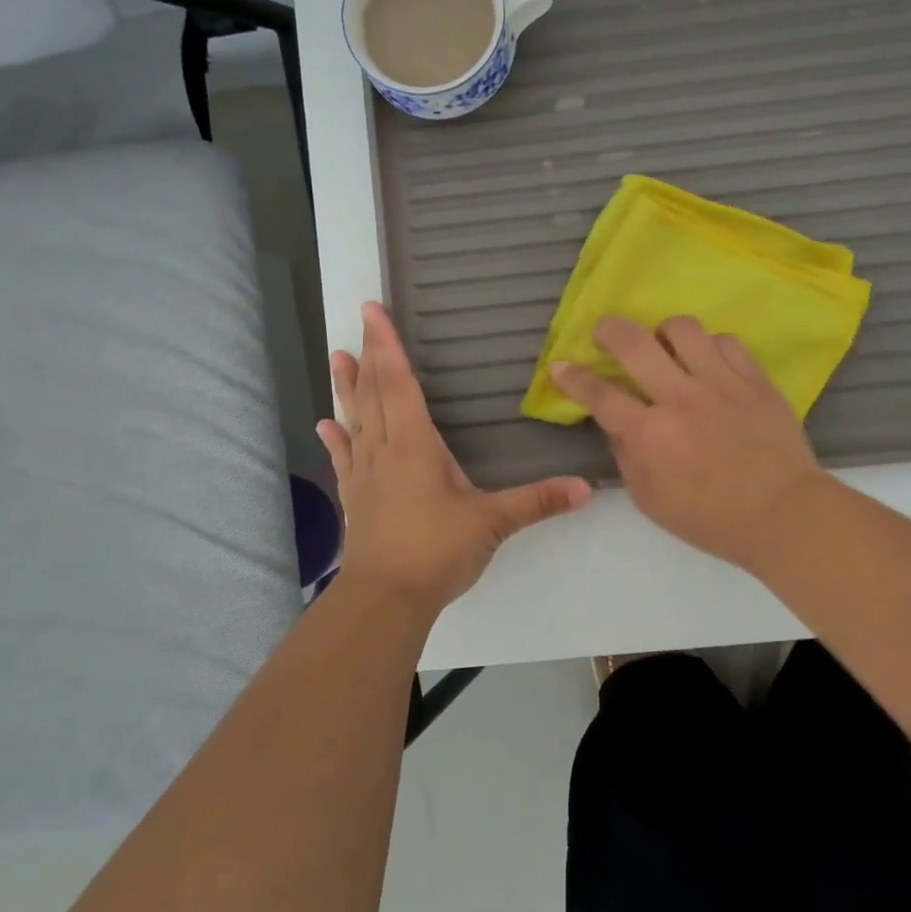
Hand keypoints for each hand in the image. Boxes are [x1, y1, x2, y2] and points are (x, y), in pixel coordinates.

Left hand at [319, 303, 592, 619]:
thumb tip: (586, 487)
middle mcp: (385, 450)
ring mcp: (365, 475)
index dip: (388, 346)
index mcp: (415, 445)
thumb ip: (538, 501)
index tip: (373, 313)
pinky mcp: (356, 499)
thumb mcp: (493, 523)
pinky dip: (335, 439)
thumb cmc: (437, 551)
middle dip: (368, 355)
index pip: (400, 384)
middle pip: (373, 393)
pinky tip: (324, 425)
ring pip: (355, 420)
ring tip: (336, 357)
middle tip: (358, 320)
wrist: (386, 599)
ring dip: (347, 388)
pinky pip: (344, 459)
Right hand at [552, 316, 828, 572]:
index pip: (599, 394)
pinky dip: (710, 347)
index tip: (560, 365)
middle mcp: (679, 398)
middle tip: (605, 333)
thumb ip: (627, 456)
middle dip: (609, 330)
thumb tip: (618, 424)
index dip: (573, 377)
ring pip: (683, 329)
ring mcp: (720, 383)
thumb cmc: (710, 518)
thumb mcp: (649, 499)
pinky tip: (709, 362)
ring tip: (665, 346)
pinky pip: (726, 341)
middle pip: (634, 343)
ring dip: (664, 333)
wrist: (782, 513)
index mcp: (649, 434)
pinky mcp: (754, 379)